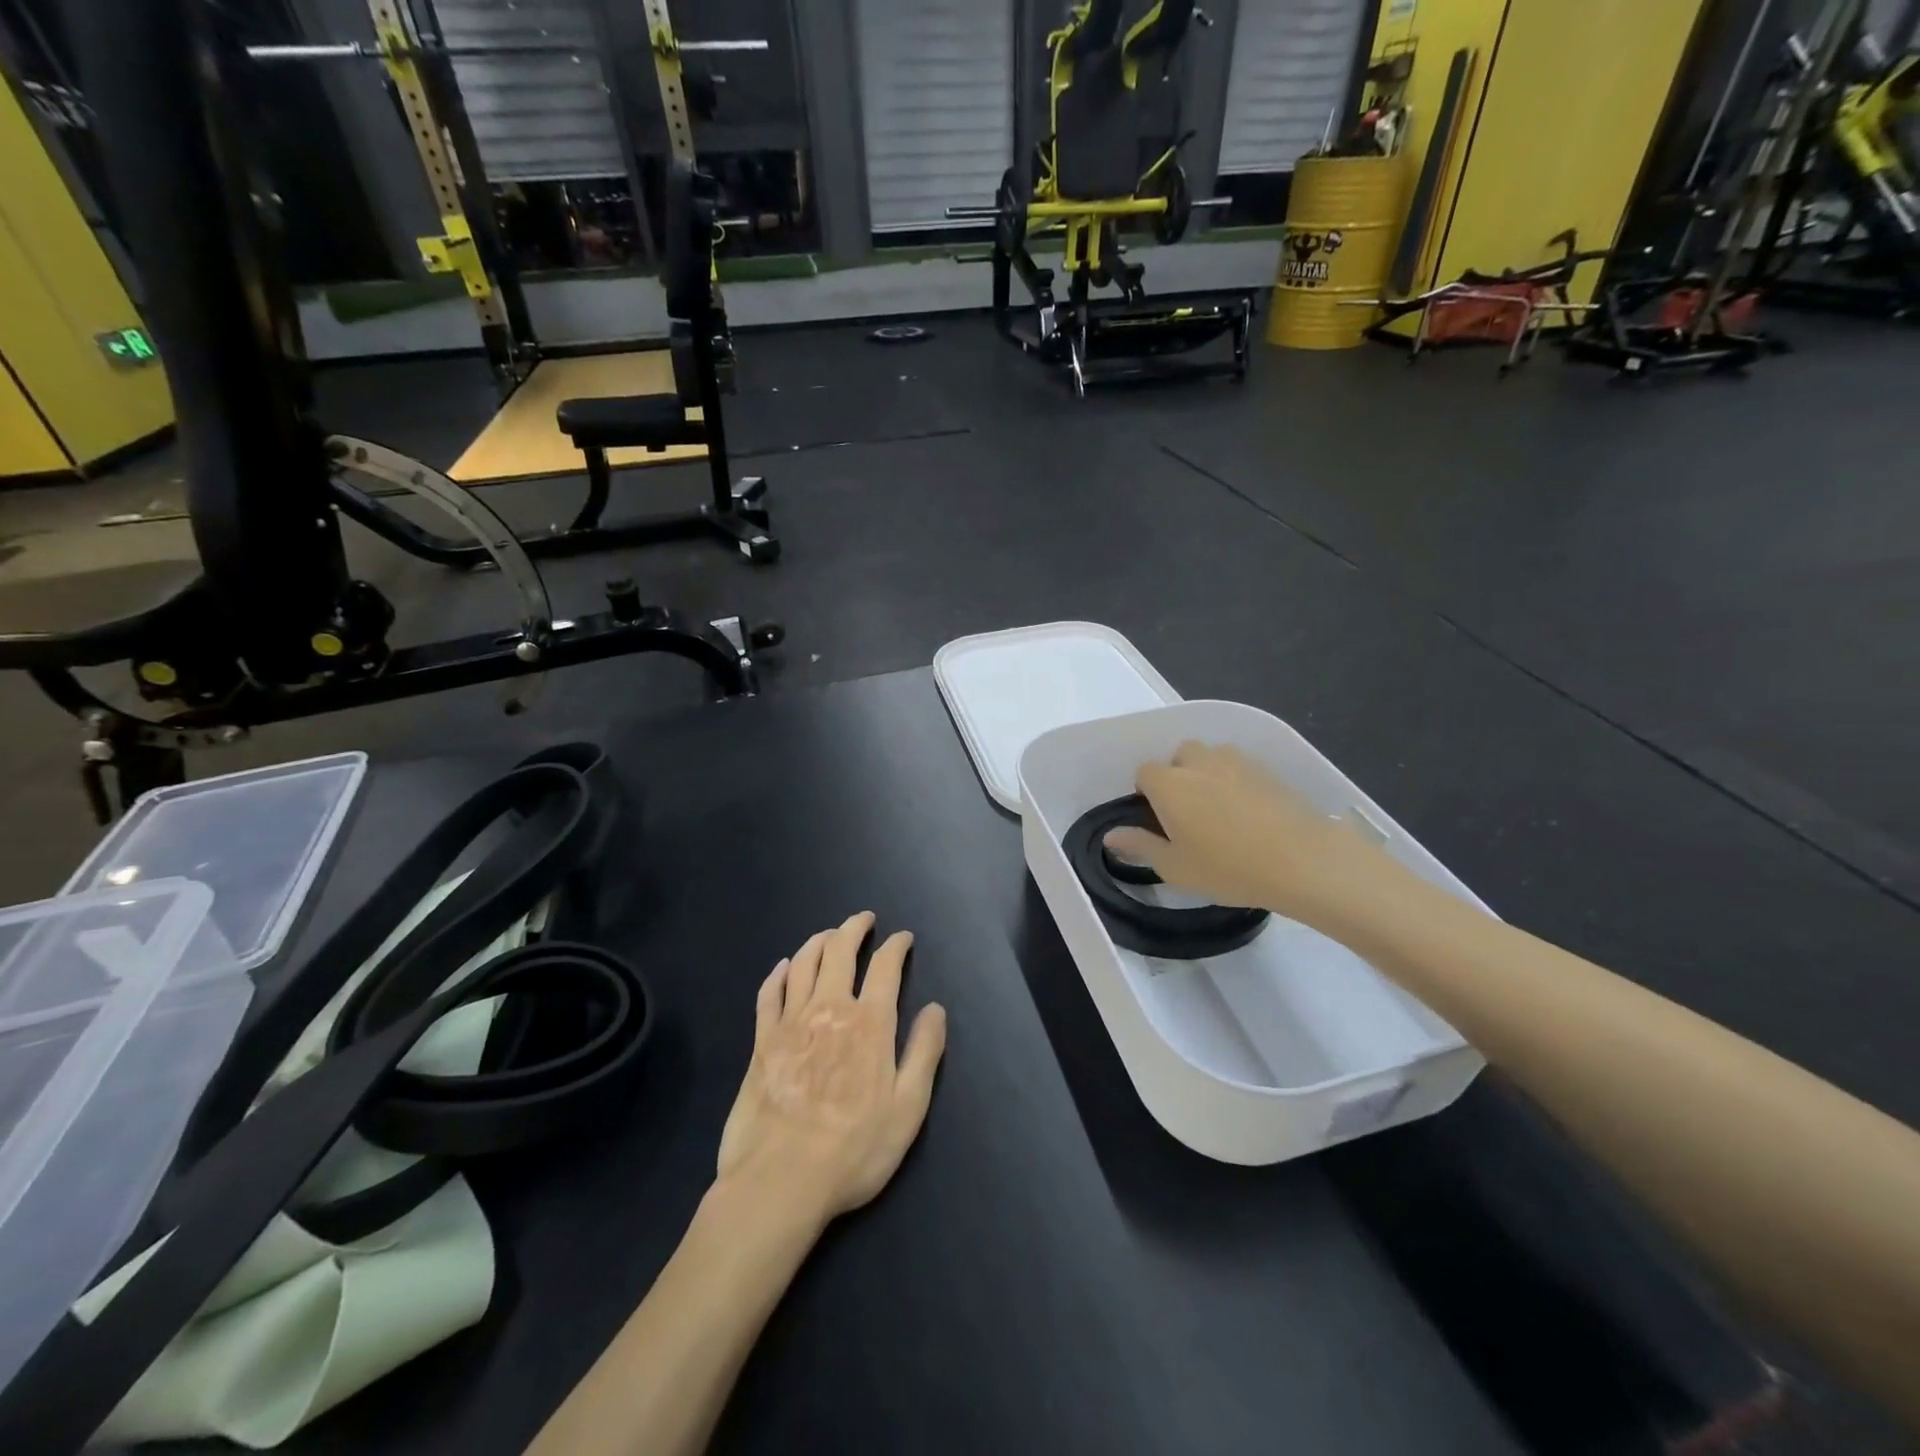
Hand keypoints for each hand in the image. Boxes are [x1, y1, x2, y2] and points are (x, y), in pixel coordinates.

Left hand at [716, 912, 947, 1229]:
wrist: (780, 1182)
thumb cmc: (853, 1150)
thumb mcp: (907, 1109)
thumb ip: (924, 1053)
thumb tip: (935, 1008)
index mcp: (870, 1023)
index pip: (886, 967)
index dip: (896, 946)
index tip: (903, 938)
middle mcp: (830, 1009)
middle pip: (840, 951)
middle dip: (854, 928)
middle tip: (864, 919)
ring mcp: (791, 1022)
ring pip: (803, 963)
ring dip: (818, 941)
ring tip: (829, 935)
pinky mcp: (761, 1041)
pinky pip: (768, 993)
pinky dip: (777, 973)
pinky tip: (782, 967)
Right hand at [1105, 741, 1408, 930]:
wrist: (1304, 860)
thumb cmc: (1229, 868)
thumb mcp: (1176, 867)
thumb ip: (1140, 846)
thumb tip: (1111, 836)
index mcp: (1169, 783)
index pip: (1144, 772)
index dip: (1146, 793)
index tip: (1159, 821)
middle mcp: (1200, 762)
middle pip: (1179, 755)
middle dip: (1178, 776)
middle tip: (1189, 815)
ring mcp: (1238, 761)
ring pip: (1212, 757)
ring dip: (1208, 774)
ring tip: (1220, 812)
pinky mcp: (1269, 770)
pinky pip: (1241, 767)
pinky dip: (1237, 781)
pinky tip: (1250, 814)